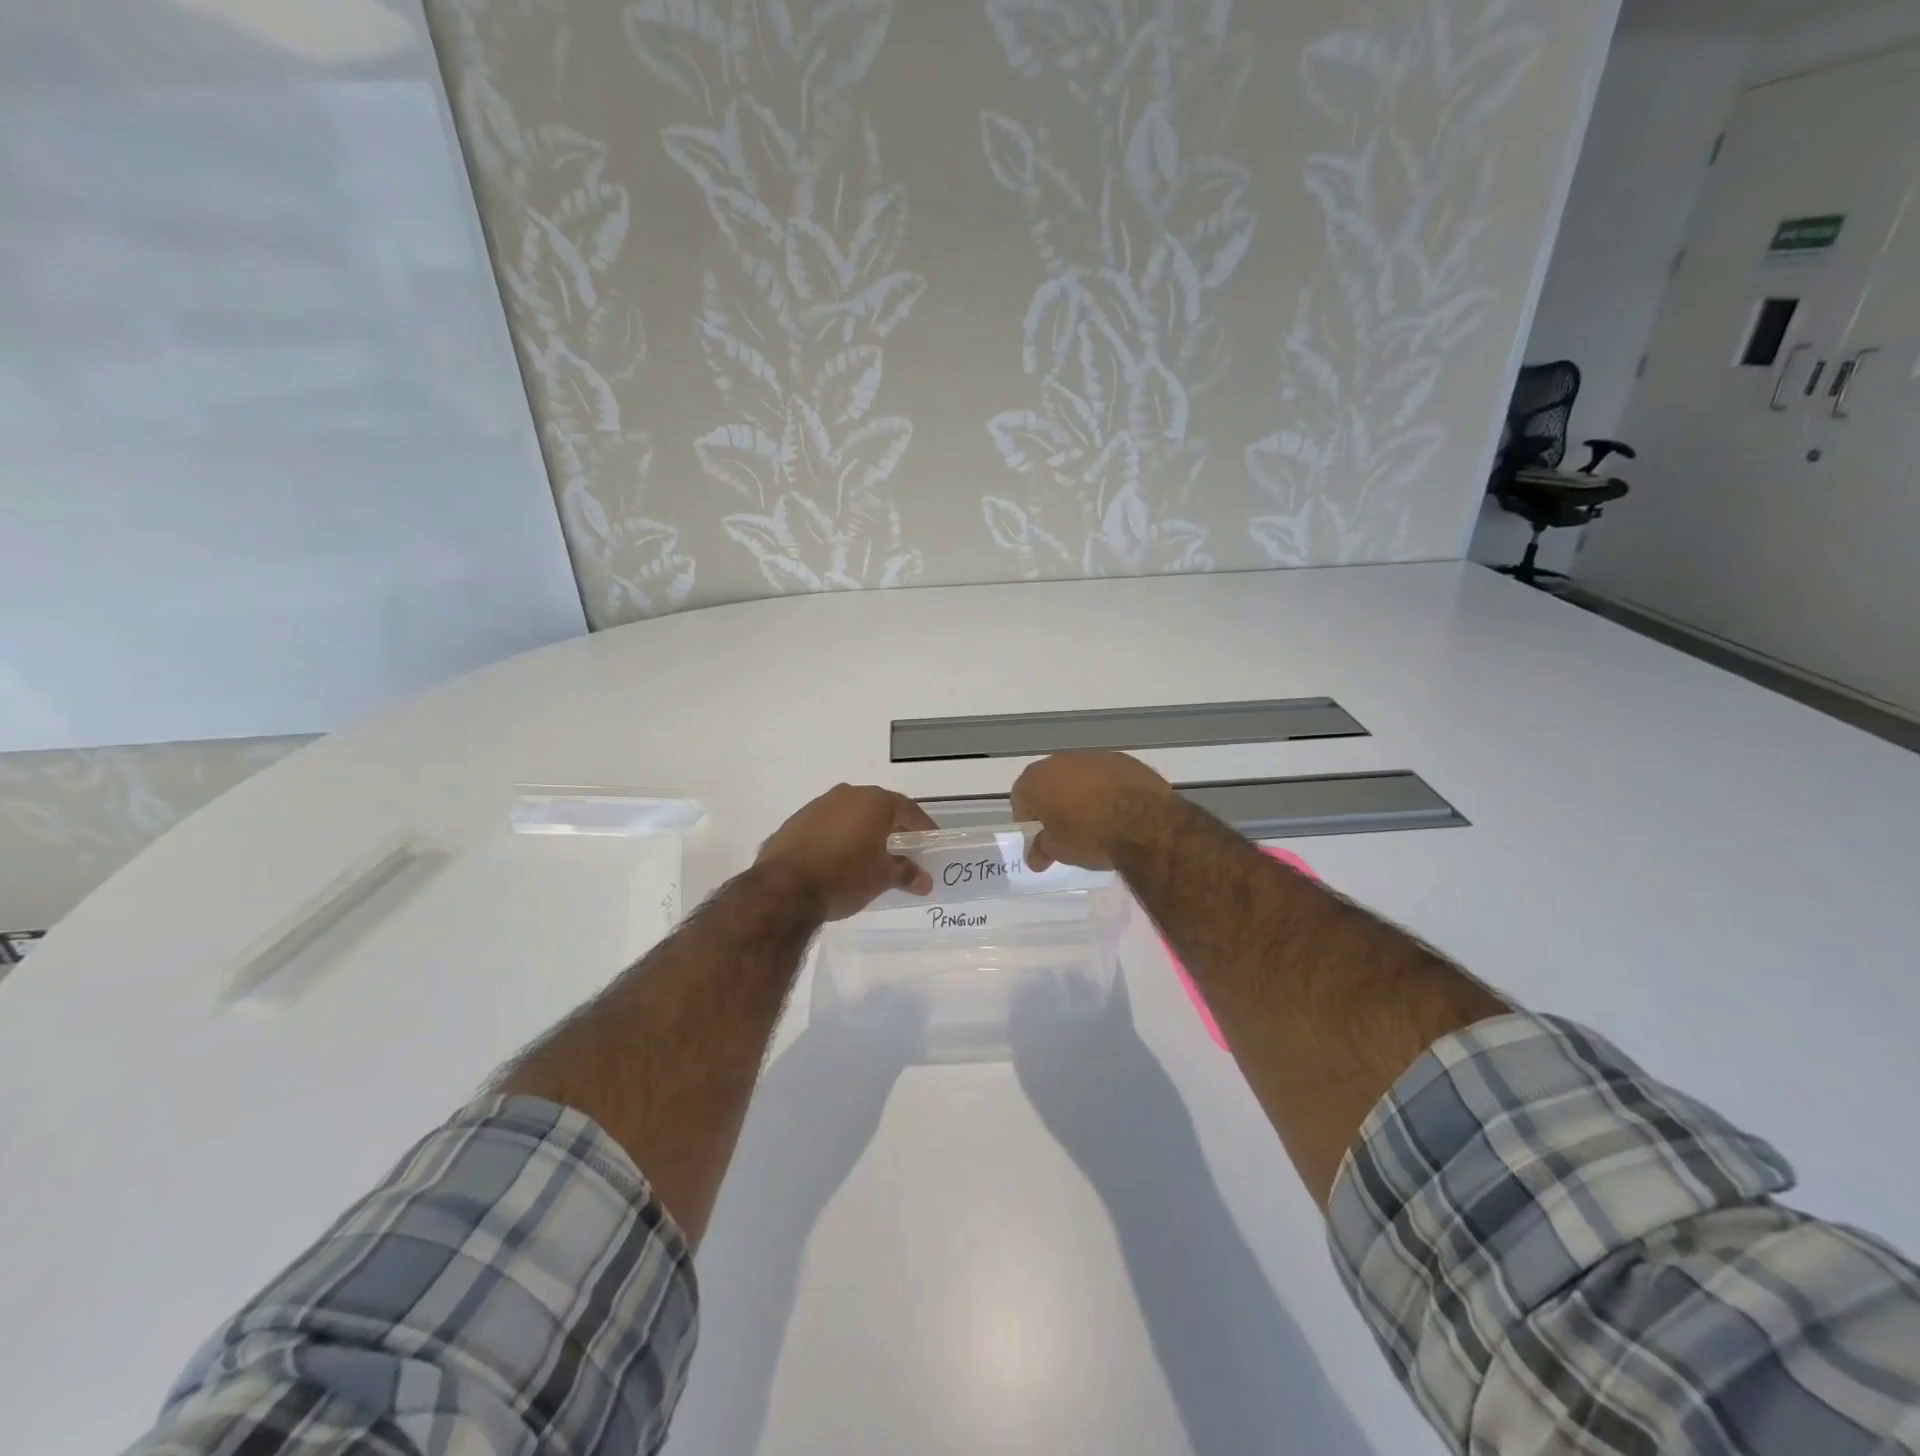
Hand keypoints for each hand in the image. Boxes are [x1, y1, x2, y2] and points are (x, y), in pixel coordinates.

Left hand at [756, 784, 935, 920]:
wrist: (784, 888)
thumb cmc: (845, 876)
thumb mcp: (882, 878)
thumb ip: (906, 873)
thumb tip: (924, 880)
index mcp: (874, 801)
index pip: (908, 809)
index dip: (922, 827)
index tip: (930, 842)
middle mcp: (846, 794)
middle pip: (878, 808)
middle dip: (892, 828)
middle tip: (902, 849)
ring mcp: (817, 806)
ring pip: (849, 815)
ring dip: (861, 832)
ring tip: (869, 856)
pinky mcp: (794, 822)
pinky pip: (825, 827)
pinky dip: (836, 839)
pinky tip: (837, 861)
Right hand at [1011, 752, 1175, 871]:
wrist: (1145, 823)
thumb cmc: (1090, 836)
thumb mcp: (1060, 850)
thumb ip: (1041, 850)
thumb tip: (1033, 858)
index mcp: (1037, 780)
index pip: (1020, 797)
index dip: (1028, 818)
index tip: (1041, 835)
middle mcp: (1060, 761)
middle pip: (1049, 781)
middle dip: (1054, 802)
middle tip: (1066, 827)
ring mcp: (1093, 756)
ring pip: (1078, 775)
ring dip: (1081, 793)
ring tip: (1096, 819)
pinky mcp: (1122, 759)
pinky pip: (1105, 775)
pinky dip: (1107, 788)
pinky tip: (1119, 809)